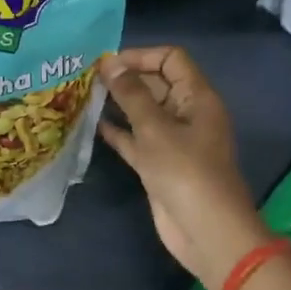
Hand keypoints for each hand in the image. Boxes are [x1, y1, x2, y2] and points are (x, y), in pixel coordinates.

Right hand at [95, 46, 267, 289]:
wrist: (207, 233)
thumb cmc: (186, 172)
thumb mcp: (155, 128)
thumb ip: (131, 94)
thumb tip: (109, 64)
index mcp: (197, 98)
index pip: (171, 59)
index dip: (141, 56)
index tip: (108, 64)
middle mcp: (186, 114)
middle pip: (156, 83)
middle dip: (125, 78)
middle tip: (86, 78)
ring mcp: (173, 140)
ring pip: (143, 112)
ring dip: (117, 104)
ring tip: (83, 96)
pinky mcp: (159, 164)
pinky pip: (136, 139)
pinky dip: (117, 131)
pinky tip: (91, 125)